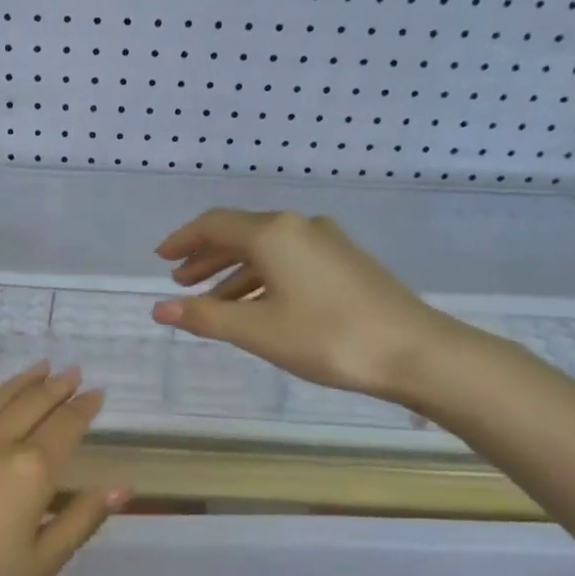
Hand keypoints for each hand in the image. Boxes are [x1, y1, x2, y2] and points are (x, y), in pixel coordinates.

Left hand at [0, 364, 128, 575]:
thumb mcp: (41, 565)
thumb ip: (81, 520)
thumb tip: (122, 488)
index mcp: (30, 471)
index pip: (65, 426)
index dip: (84, 408)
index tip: (97, 393)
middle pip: (31, 404)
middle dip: (56, 386)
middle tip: (72, 372)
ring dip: (20, 382)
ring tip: (39, 368)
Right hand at [151, 209, 464, 402]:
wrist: (413, 350)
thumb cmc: (327, 337)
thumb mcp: (257, 330)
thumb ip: (206, 317)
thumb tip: (160, 309)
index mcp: (274, 233)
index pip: (215, 225)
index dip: (183, 240)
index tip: (161, 259)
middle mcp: (299, 227)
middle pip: (240, 234)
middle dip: (206, 257)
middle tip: (180, 281)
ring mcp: (327, 243)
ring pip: (266, 251)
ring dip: (234, 272)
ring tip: (212, 301)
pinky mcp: (345, 262)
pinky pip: (288, 262)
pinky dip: (262, 279)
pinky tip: (256, 306)